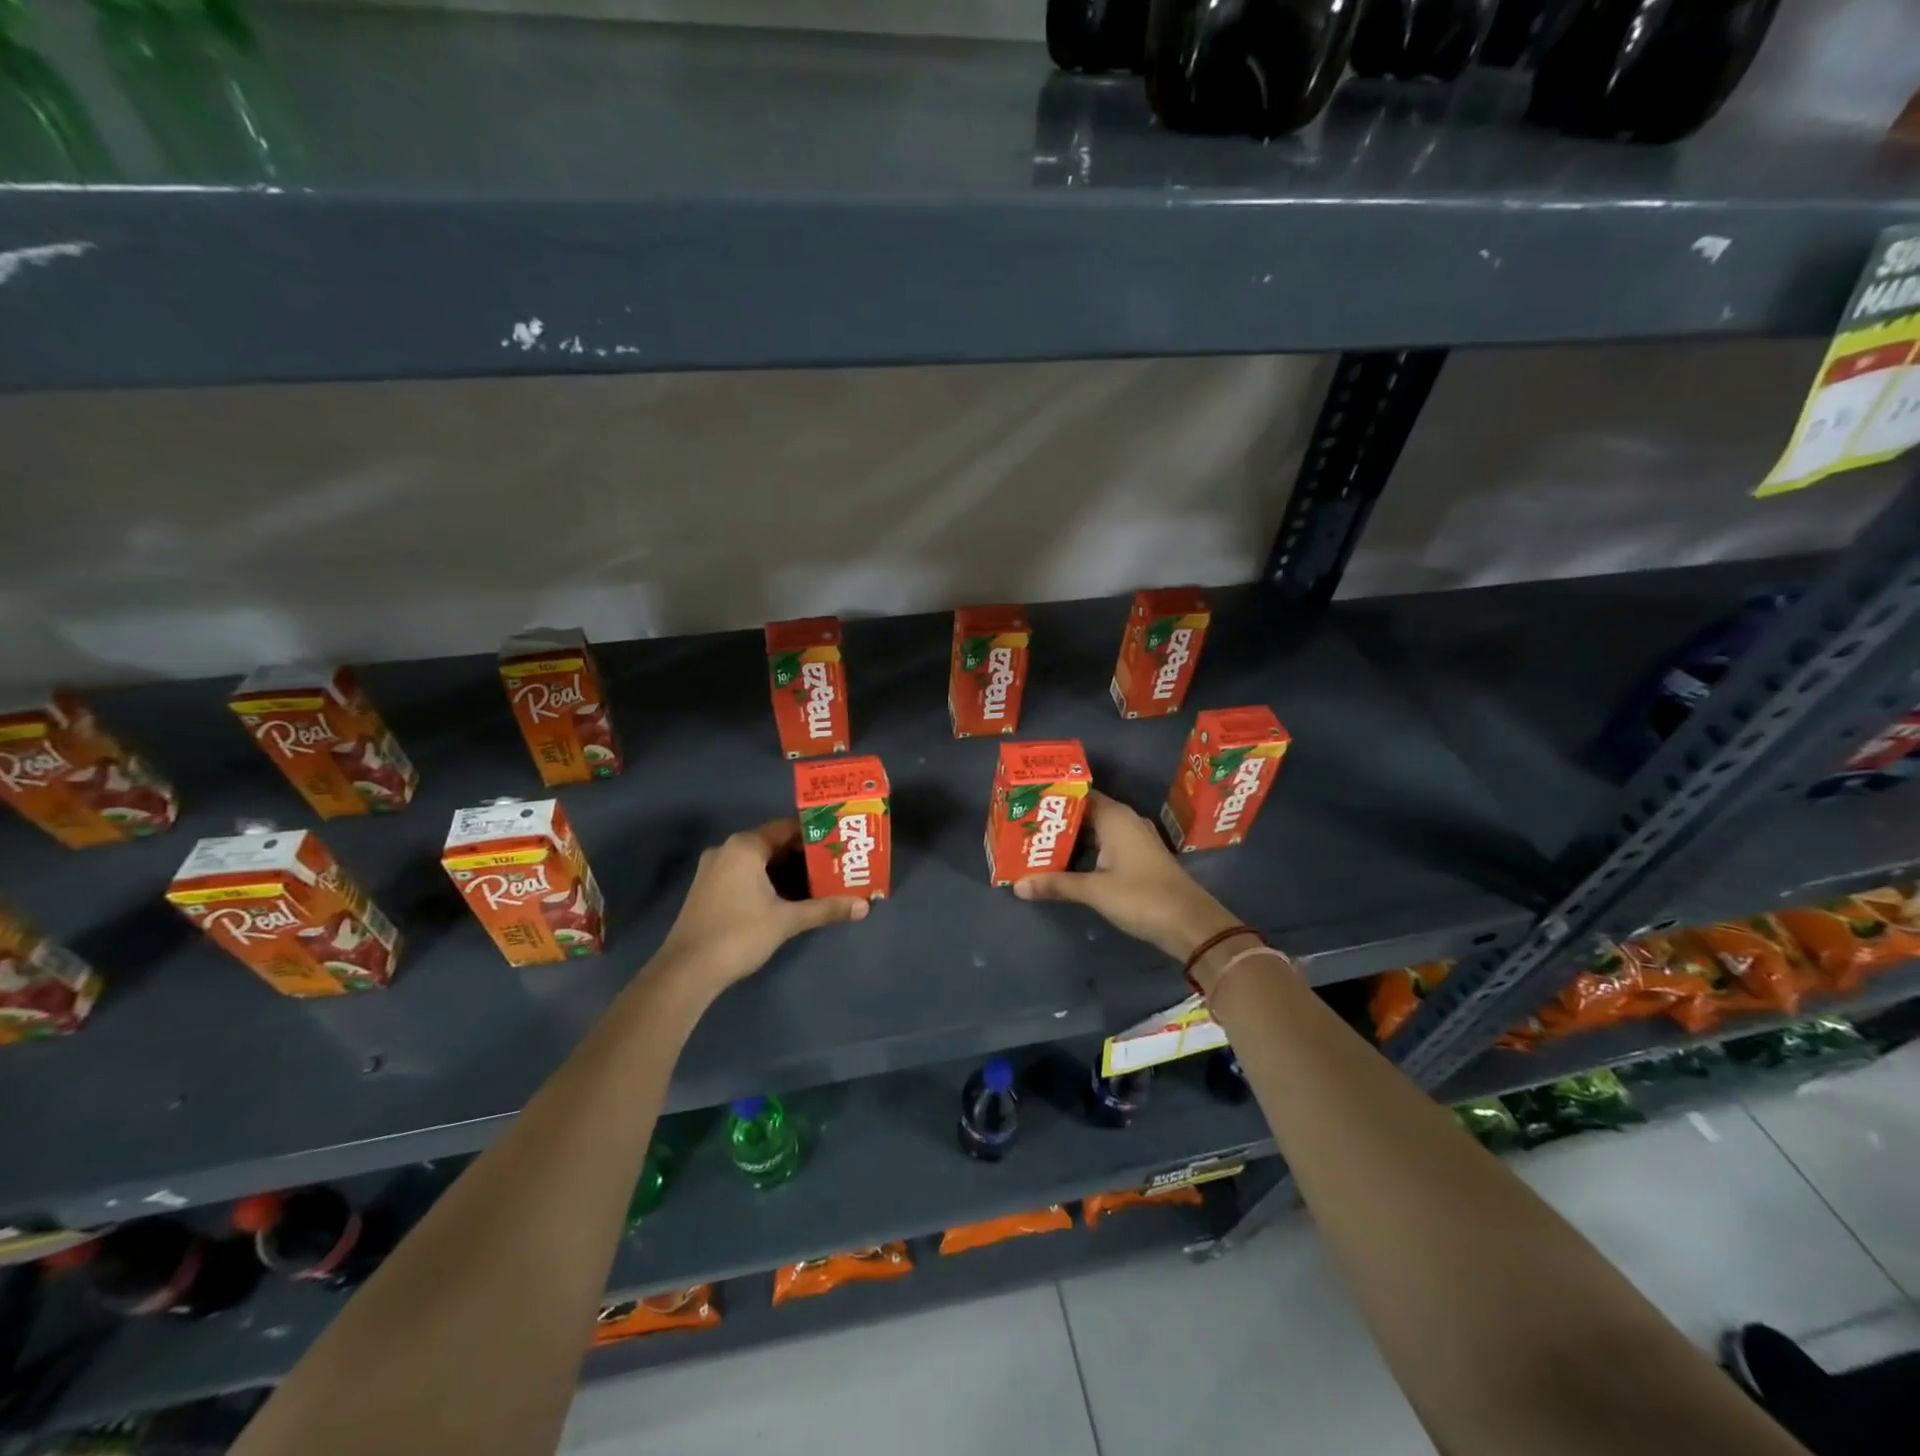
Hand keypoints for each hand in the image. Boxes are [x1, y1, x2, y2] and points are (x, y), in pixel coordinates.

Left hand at [654, 819, 866, 994]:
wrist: (685, 972)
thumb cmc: (738, 935)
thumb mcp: (787, 921)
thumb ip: (825, 909)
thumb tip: (864, 906)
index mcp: (744, 847)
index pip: (787, 827)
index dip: (815, 834)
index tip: (839, 842)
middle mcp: (726, 850)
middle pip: (773, 843)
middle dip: (803, 854)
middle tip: (835, 863)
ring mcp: (713, 870)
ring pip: (758, 860)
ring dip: (785, 869)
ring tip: (818, 879)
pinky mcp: (707, 890)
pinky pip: (744, 873)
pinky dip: (766, 880)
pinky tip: (787, 896)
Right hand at [1013, 791, 1243, 961]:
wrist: (1190, 924)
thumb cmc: (1142, 897)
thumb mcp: (1094, 891)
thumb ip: (1056, 884)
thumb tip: (1017, 885)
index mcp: (1115, 817)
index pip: (1078, 794)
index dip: (1053, 797)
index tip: (1027, 803)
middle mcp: (1125, 821)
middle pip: (1084, 813)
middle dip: (1056, 821)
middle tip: (1024, 828)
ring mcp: (1134, 840)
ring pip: (1095, 831)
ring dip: (1070, 839)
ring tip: (1037, 845)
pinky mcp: (1138, 859)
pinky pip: (1105, 846)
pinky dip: (1085, 852)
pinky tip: (1065, 864)